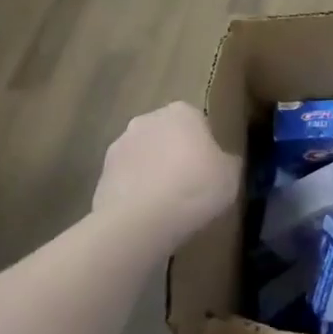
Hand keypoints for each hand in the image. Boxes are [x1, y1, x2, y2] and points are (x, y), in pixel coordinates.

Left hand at [92, 102, 239, 244]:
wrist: (140, 221)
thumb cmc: (194, 188)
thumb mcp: (231, 175)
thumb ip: (227, 161)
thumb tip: (222, 162)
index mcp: (181, 112)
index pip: (198, 122)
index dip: (205, 146)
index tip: (210, 169)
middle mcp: (147, 120)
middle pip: (167, 135)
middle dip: (175, 154)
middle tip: (190, 184)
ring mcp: (119, 145)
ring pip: (144, 156)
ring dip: (153, 172)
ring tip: (167, 204)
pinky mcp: (101, 174)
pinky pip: (126, 180)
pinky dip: (135, 191)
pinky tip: (147, 215)